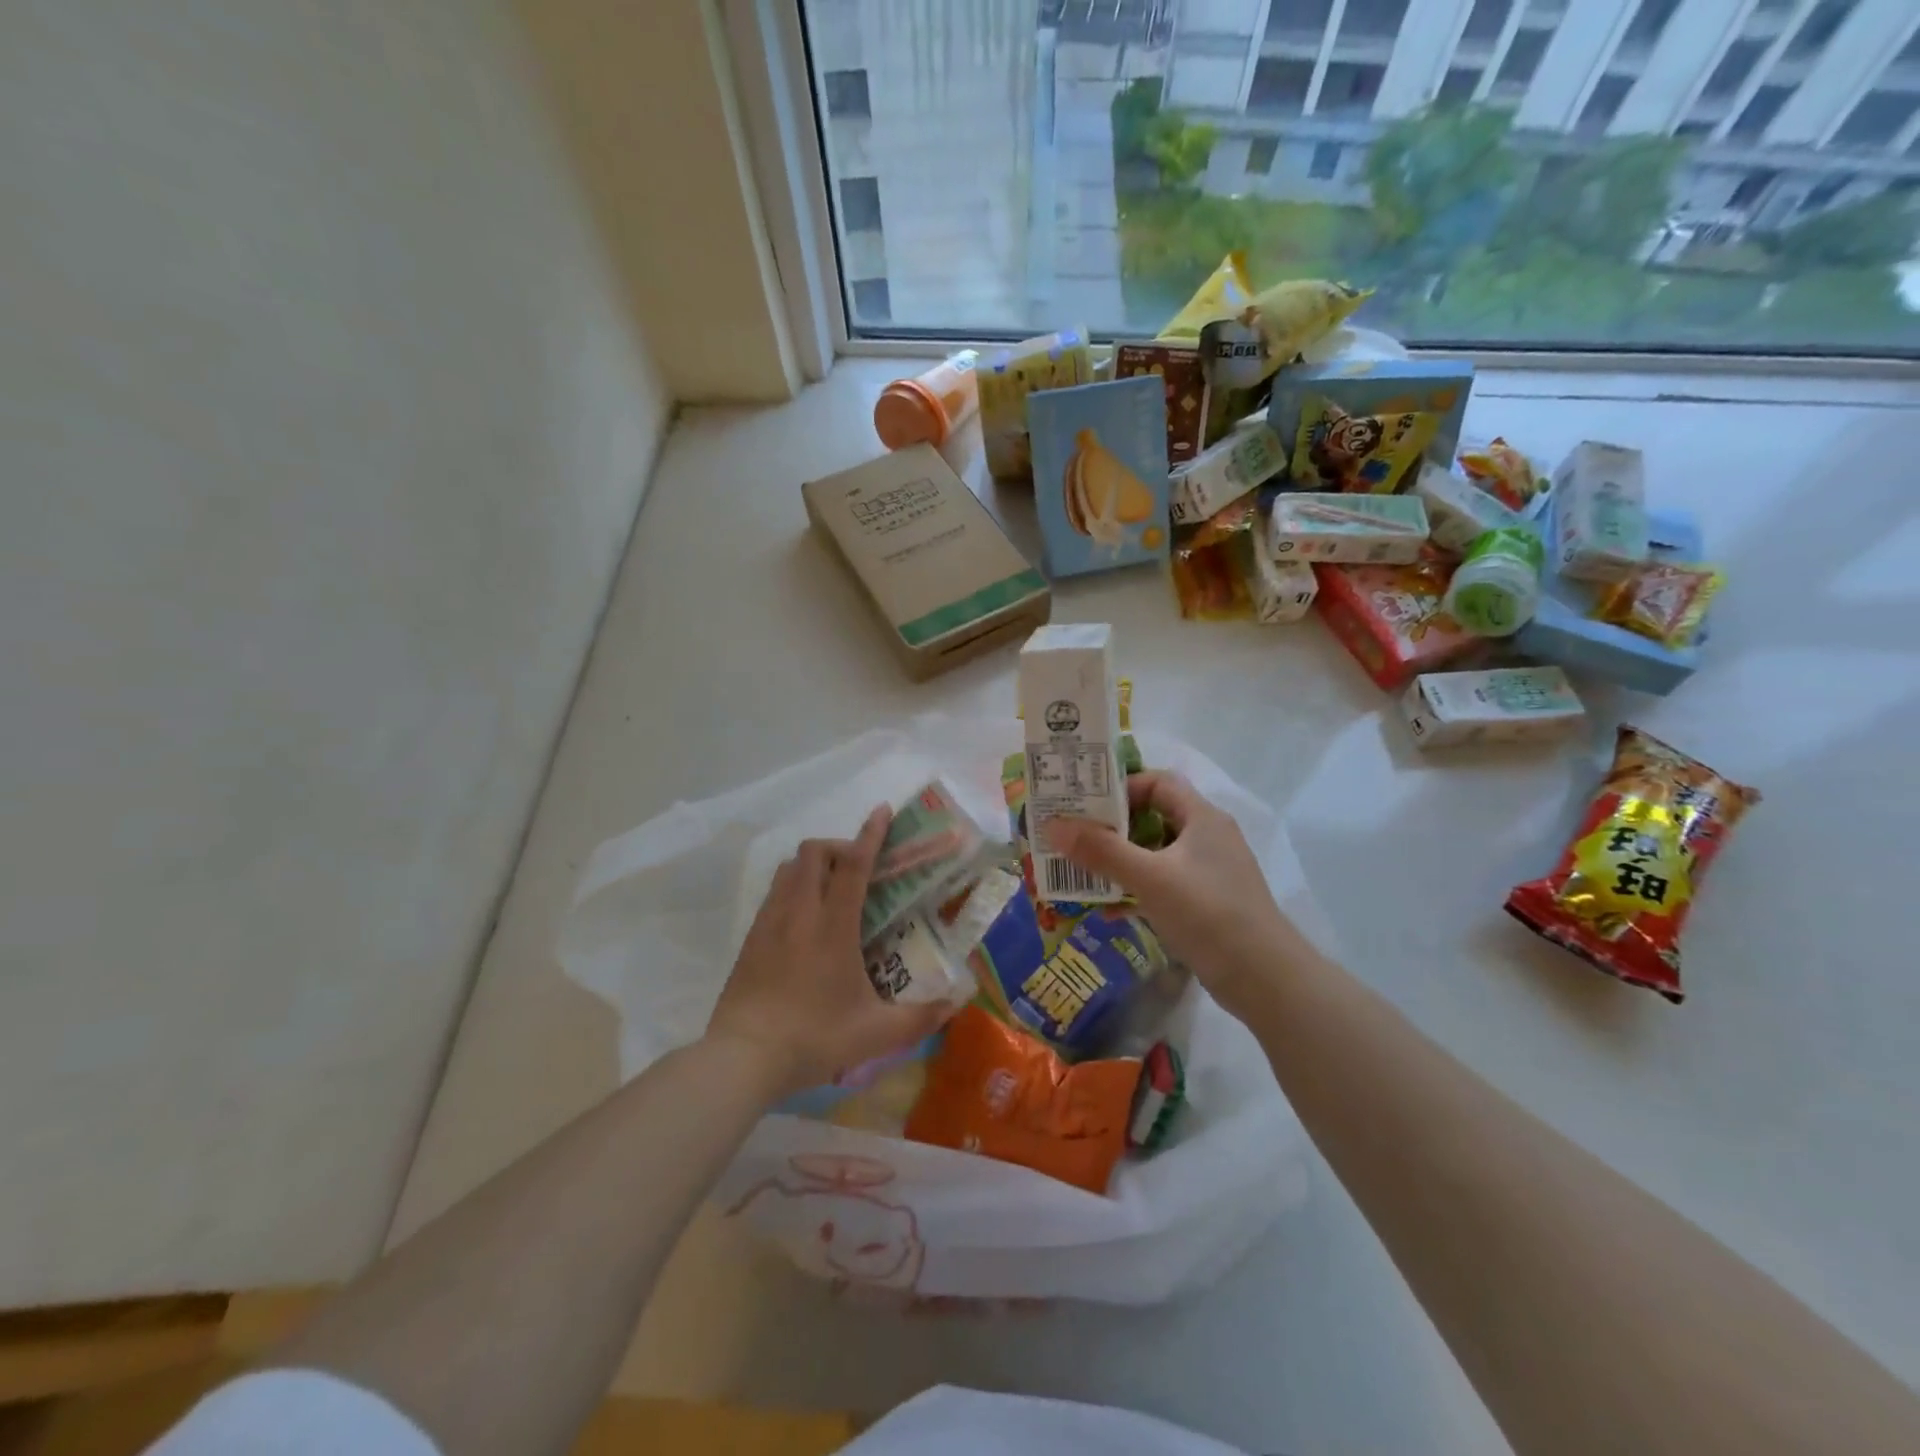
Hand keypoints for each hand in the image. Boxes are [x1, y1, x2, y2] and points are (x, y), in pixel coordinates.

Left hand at [706, 805, 950, 1100]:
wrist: (742, 1057)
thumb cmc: (813, 1039)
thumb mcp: (875, 1034)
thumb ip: (919, 1017)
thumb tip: (955, 1005)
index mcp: (833, 927)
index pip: (854, 866)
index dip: (870, 834)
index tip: (882, 811)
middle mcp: (800, 913)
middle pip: (815, 852)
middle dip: (840, 847)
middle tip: (860, 869)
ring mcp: (770, 922)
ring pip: (790, 867)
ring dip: (814, 864)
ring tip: (833, 889)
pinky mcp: (751, 937)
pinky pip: (774, 891)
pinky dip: (793, 886)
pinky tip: (804, 918)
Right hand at [1045, 772, 1299, 1021]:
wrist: (1265, 980)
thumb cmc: (1208, 914)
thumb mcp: (1150, 878)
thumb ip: (1101, 851)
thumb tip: (1052, 825)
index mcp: (1202, 818)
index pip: (1158, 783)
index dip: (1121, 788)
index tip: (1086, 807)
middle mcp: (1207, 838)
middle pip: (1153, 818)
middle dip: (1112, 828)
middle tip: (1073, 838)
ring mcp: (1208, 873)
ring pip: (1155, 855)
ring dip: (1120, 862)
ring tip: (1082, 874)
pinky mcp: (1206, 904)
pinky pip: (1163, 886)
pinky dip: (1137, 892)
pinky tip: (1110, 911)